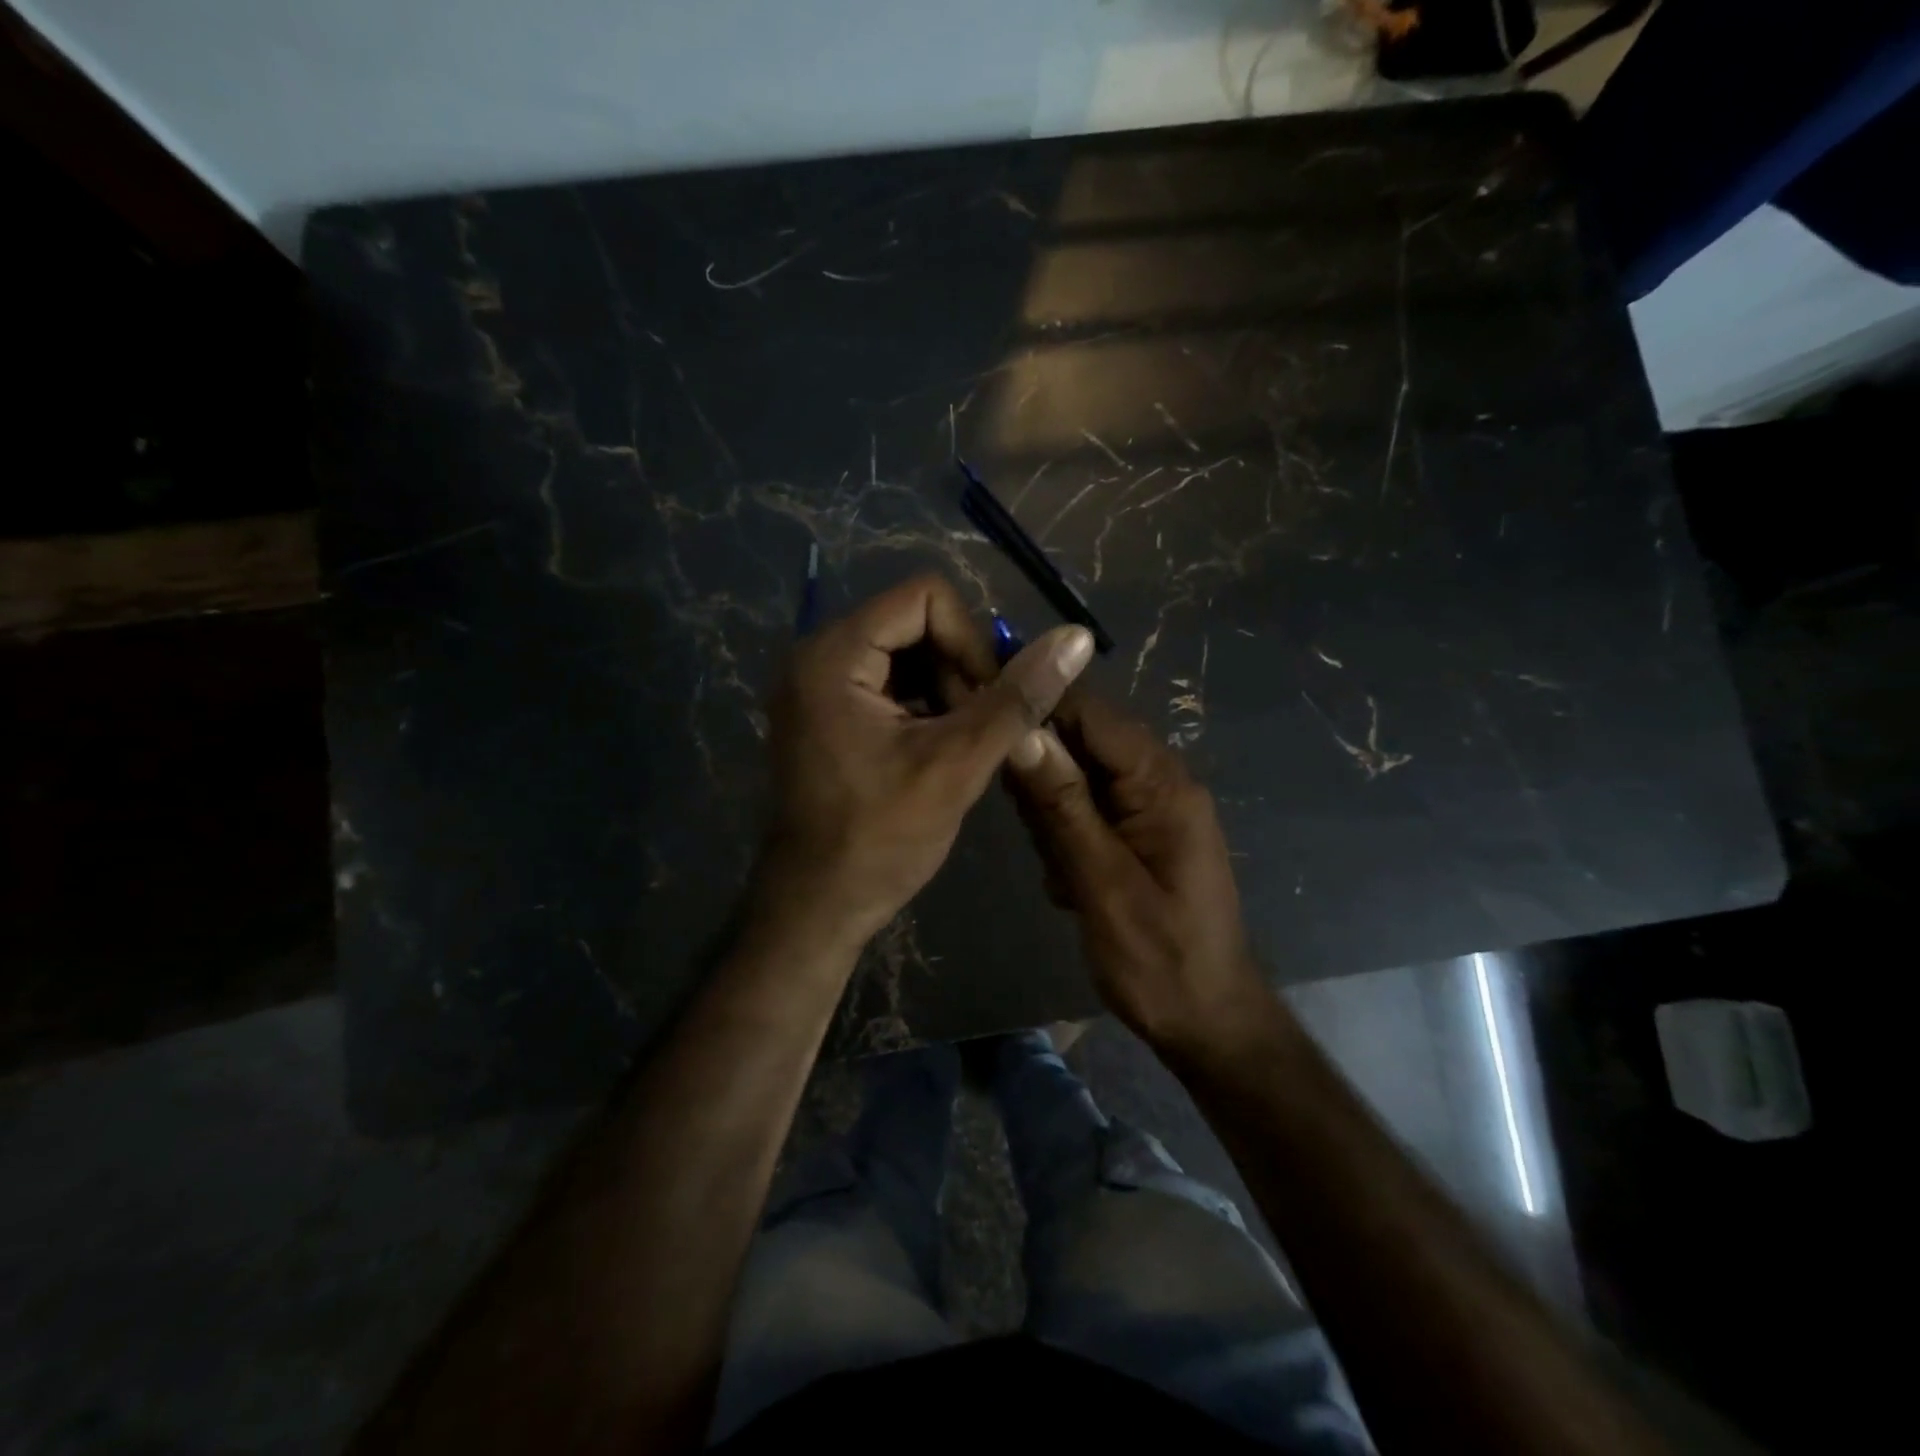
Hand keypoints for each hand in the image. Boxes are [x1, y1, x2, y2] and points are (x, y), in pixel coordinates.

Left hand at [756, 574, 1095, 951]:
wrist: (818, 905)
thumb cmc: (881, 838)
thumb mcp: (958, 763)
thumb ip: (1017, 697)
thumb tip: (1078, 637)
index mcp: (833, 655)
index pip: (926, 598)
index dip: (971, 641)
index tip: (986, 701)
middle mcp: (817, 655)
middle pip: (915, 622)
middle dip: (959, 669)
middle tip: (976, 729)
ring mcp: (818, 685)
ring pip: (908, 654)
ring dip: (947, 690)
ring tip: (961, 743)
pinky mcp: (828, 712)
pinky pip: (890, 683)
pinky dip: (926, 706)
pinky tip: (941, 749)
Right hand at [1005, 694, 1265, 1051]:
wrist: (1207, 1022)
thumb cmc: (1159, 959)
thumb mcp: (1103, 883)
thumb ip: (1063, 805)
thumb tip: (1024, 732)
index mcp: (1162, 785)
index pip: (1093, 715)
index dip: (1039, 707)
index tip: (984, 719)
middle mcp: (1160, 784)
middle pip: (1082, 742)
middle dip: (1044, 779)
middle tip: (1034, 833)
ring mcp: (1150, 811)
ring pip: (1078, 779)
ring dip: (1053, 818)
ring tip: (1058, 870)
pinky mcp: (1138, 835)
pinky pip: (1087, 812)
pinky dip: (1065, 839)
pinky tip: (1068, 884)